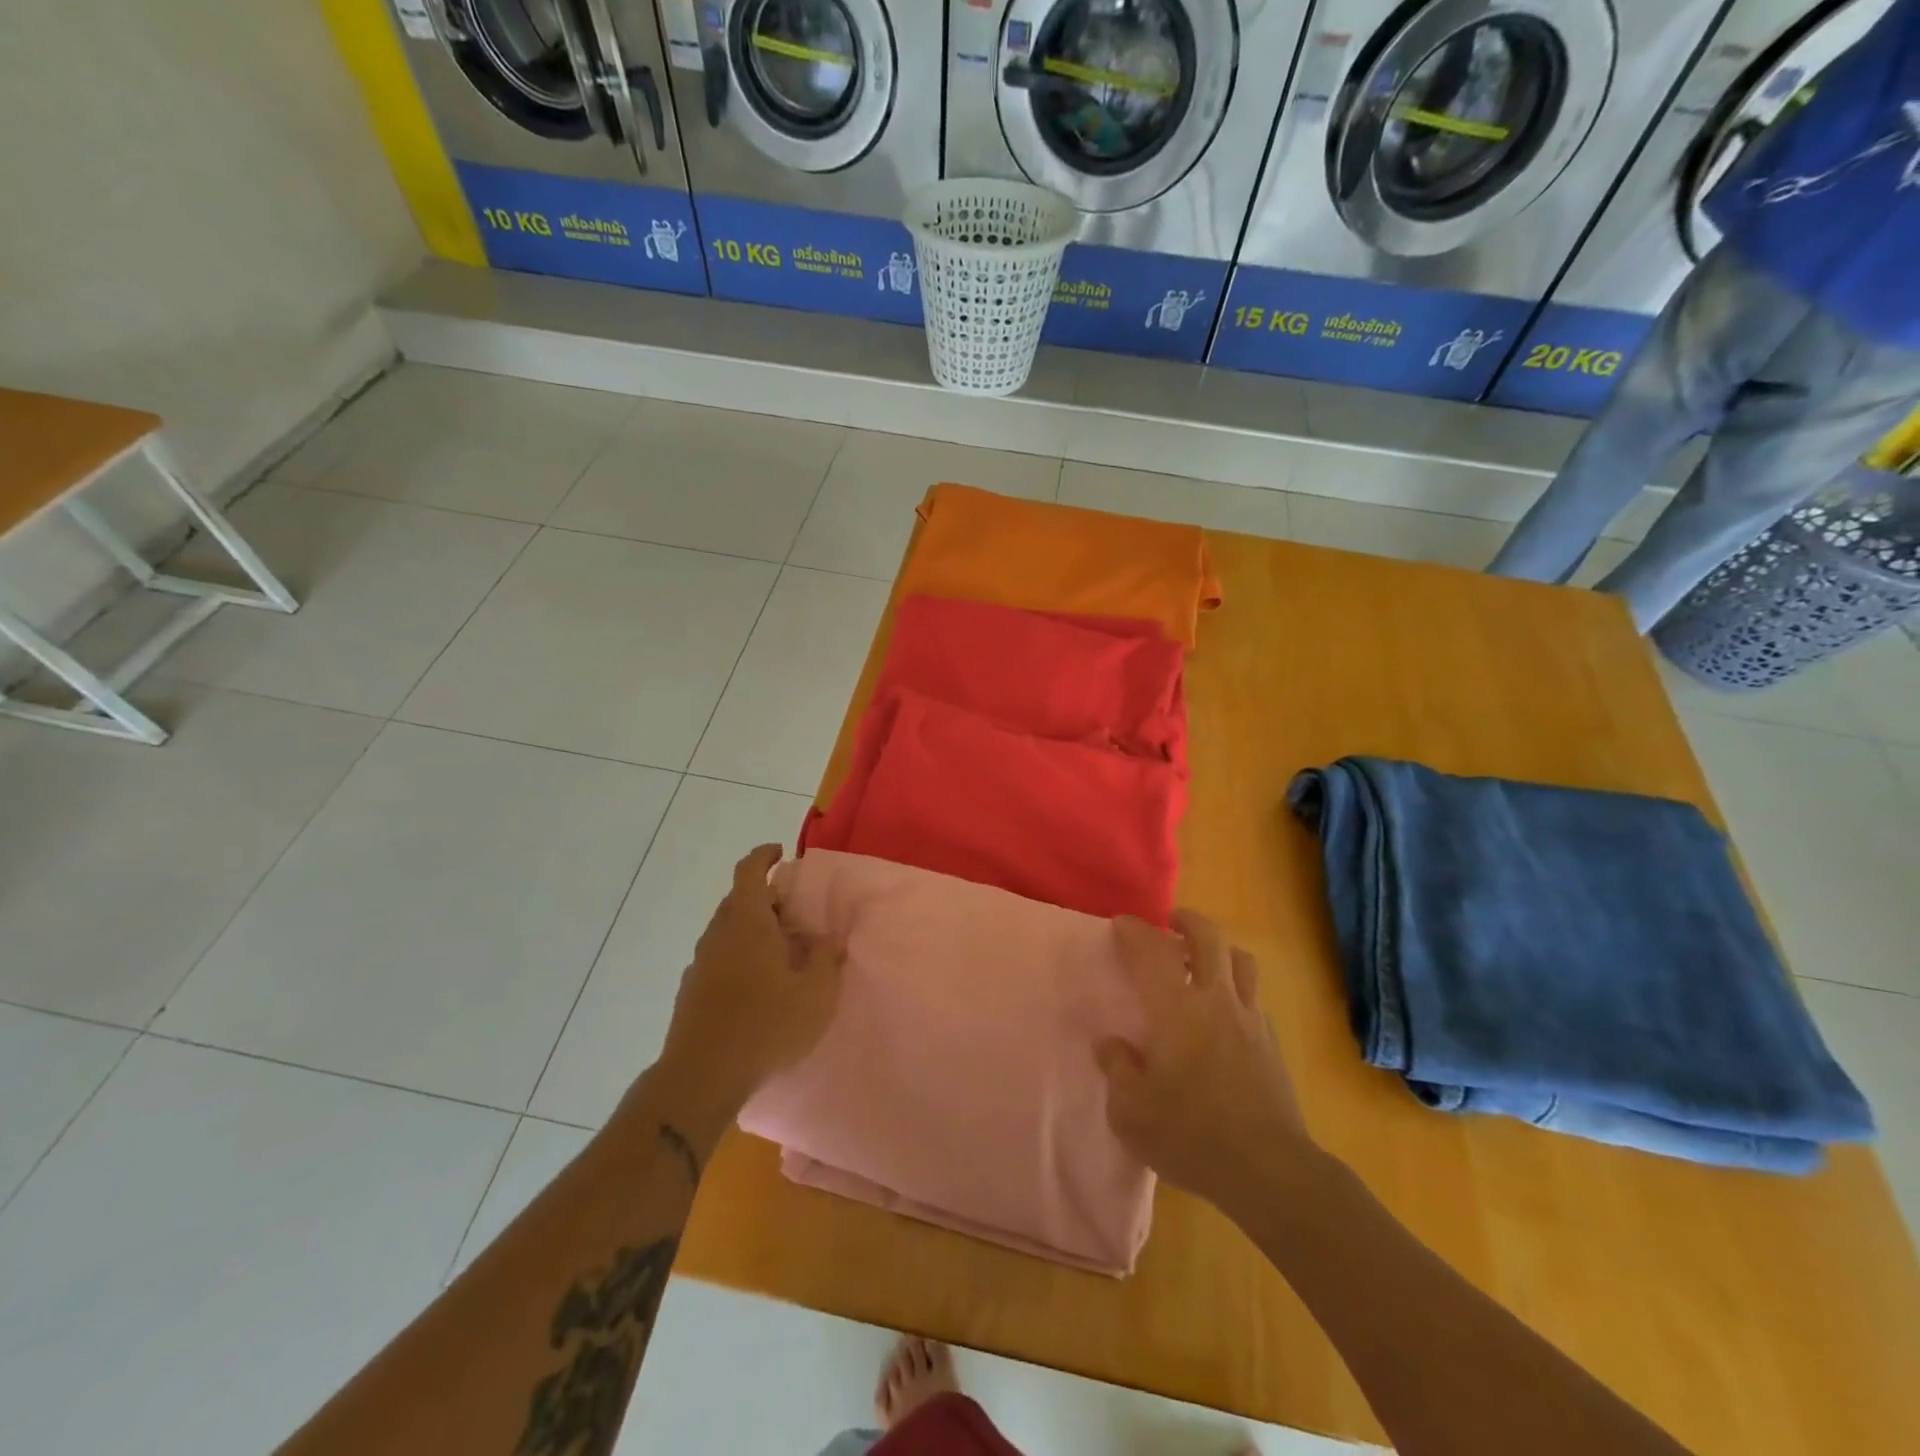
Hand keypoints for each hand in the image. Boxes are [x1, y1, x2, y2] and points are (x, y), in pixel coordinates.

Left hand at [653, 845, 842, 1128]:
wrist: (701, 1076)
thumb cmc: (766, 1025)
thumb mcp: (815, 993)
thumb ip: (823, 958)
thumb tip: (823, 938)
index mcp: (747, 922)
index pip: (750, 871)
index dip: (764, 856)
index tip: (781, 853)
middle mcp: (718, 933)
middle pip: (738, 900)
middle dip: (766, 899)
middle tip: (794, 913)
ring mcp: (700, 963)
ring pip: (727, 930)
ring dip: (752, 929)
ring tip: (780, 950)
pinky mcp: (691, 991)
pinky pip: (719, 957)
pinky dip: (739, 955)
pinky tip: (757, 984)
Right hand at [1095, 911, 1316, 1215]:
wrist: (1270, 1170)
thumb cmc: (1191, 1136)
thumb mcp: (1131, 1112)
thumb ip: (1116, 1069)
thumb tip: (1109, 1043)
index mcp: (1176, 1011)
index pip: (1151, 953)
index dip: (1134, 932)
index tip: (1121, 923)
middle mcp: (1215, 1001)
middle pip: (1208, 938)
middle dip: (1187, 921)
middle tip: (1170, 923)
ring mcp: (1249, 1019)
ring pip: (1240, 960)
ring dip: (1219, 947)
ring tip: (1202, 956)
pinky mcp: (1271, 1042)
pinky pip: (1254, 994)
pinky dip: (1237, 984)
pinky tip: (1225, 1006)